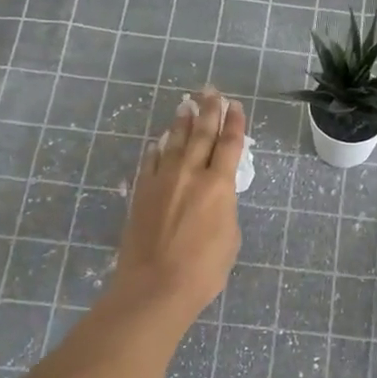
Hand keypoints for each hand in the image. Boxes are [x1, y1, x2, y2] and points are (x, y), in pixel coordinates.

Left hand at [109, 88, 244, 325]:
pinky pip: (151, 160)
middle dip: (208, 110)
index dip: (234, 123)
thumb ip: (224, 208)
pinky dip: (158, 148)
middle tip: (211, 91)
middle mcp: (190, 174)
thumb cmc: (203, 270)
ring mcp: (162, 180)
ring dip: (181, 121)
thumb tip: (215, 195)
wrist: (155, 286)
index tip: (235, 105)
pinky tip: (160, 140)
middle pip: (201, 133)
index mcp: (219, 185)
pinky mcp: (141, 191)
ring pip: (174, 142)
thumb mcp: (229, 237)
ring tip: (186, 104)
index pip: (229, 144)